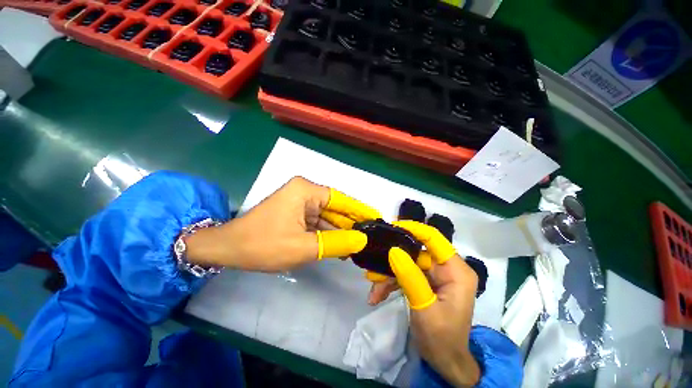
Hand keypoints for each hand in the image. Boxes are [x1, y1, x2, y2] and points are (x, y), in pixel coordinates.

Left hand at [184, 177, 380, 271]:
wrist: (227, 249)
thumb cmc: (263, 245)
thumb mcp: (303, 247)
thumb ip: (336, 243)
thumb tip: (362, 240)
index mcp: (306, 190)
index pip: (341, 199)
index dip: (360, 210)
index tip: (376, 219)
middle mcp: (305, 191)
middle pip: (335, 208)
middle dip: (350, 224)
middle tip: (370, 237)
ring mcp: (299, 202)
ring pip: (327, 217)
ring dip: (339, 231)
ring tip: (358, 246)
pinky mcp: (295, 212)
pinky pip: (317, 222)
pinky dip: (327, 234)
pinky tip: (339, 246)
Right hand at [376, 221, 481, 386]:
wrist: (443, 363)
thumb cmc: (441, 338)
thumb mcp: (424, 307)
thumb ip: (409, 276)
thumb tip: (393, 250)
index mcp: (455, 270)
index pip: (434, 239)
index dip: (413, 229)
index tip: (391, 228)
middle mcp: (445, 268)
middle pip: (414, 252)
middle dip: (392, 260)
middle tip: (372, 264)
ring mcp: (434, 275)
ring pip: (406, 263)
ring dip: (388, 274)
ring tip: (372, 288)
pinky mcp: (424, 282)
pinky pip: (404, 275)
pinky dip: (390, 283)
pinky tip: (376, 295)